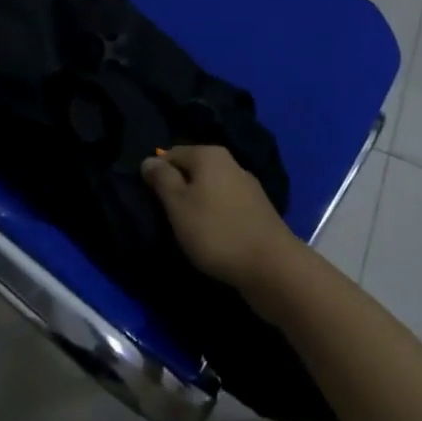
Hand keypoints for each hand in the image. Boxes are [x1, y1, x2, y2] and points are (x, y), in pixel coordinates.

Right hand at [141, 145, 303, 291]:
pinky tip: (213, 235)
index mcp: (209, 154)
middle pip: (193, 169)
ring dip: (198, 204)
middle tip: (167, 217)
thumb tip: (149, 159)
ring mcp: (247, 186)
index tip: (150, 199)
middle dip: (178, 189)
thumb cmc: (216, 232)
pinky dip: (216, 216)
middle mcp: (230, 162)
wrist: (272, 267)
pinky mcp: (258, 210)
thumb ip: (161, 179)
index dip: (157, 174)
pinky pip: (226, 205)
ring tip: (188, 230)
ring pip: (210, 188)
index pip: (171, 153)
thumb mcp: (178, 205)